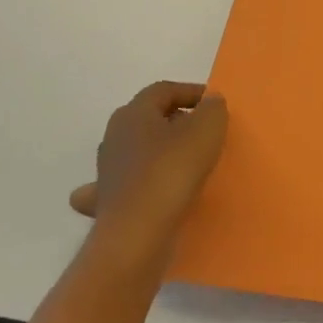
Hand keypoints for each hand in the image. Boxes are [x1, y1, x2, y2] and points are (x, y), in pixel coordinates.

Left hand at [69, 82, 226, 243]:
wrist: (138, 232)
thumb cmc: (173, 171)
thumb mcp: (207, 129)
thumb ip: (212, 109)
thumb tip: (209, 102)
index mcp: (134, 113)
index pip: (164, 90)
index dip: (191, 92)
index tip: (216, 105)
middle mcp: (114, 136)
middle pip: (149, 118)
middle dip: (176, 120)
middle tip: (204, 131)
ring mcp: (107, 170)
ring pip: (137, 150)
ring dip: (159, 151)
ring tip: (186, 161)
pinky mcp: (107, 201)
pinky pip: (127, 183)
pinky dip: (141, 182)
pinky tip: (153, 190)